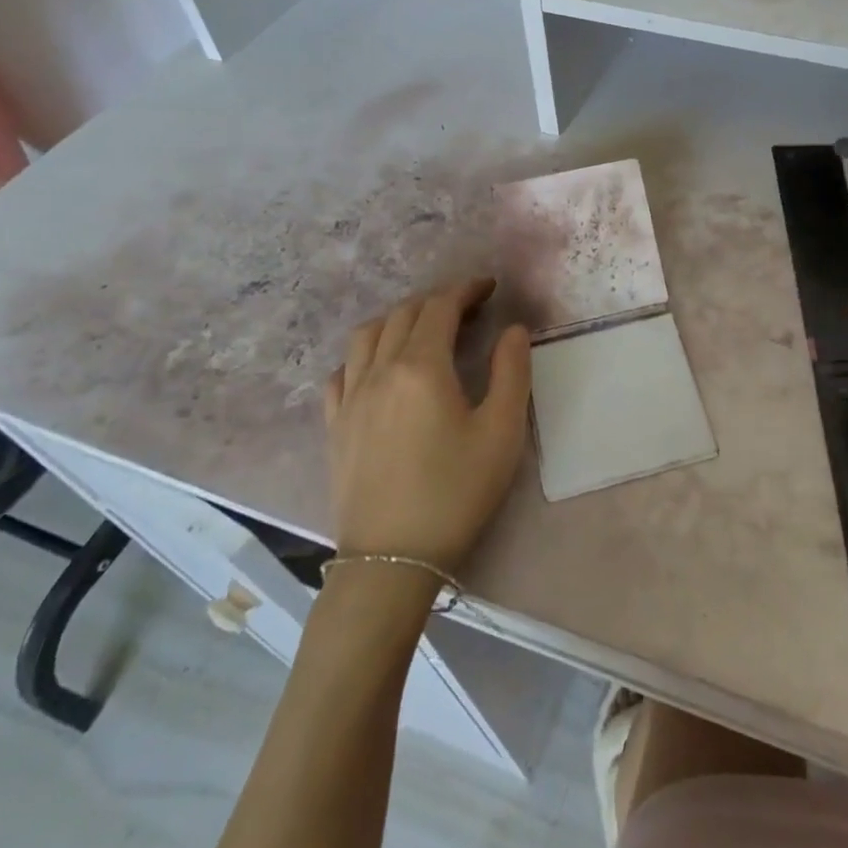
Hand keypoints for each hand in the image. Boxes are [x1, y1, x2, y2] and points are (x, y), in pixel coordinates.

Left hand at [326, 278, 530, 569]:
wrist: (392, 560)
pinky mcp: (335, 425)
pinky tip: (379, 369)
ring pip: (367, 335)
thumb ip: (511, 371)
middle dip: (437, 301)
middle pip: (404, 314)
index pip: (440, 307)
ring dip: (398, 319)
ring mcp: (350, 398)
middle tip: (468, 309)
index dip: (466, 290)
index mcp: (421, 367)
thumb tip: (512, 330)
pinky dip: (364, 354)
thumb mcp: (502, 431)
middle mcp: (380, 371)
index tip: (489, 287)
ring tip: (423, 330)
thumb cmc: (455, 492)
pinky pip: (342, 371)